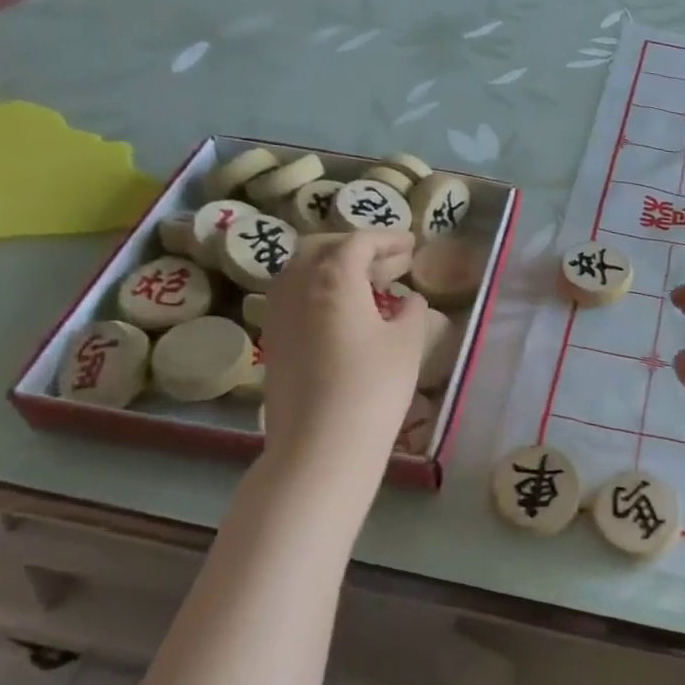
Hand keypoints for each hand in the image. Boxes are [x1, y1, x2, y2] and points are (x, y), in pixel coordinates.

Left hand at [260, 230, 426, 478]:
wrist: (320, 445)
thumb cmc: (373, 386)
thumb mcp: (407, 343)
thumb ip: (411, 311)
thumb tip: (409, 300)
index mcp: (332, 276)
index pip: (359, 241)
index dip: (387, 239)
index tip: (411, 245)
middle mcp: (296, 285)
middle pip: (322, 248)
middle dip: (357, 247)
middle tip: (390, 261)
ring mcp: (278, 313)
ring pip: (302, 271)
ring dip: (334, 267)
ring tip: (369, 284)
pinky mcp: (273, 341)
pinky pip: (294, 297)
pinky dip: (319, 291)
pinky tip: (345, 312)